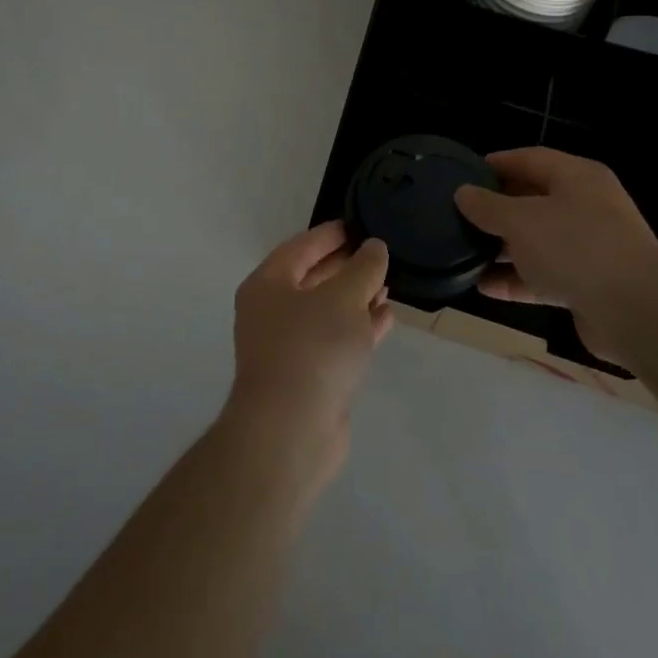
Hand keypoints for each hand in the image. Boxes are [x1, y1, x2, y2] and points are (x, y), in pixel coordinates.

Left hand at [224, 223, 392, 484]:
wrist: (291, 433)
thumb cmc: (312, 350)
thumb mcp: (343, 298)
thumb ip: (363, 268)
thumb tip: (374, 248)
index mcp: (268, 284)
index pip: (301, 246)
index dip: (331, 234)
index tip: (359, 223)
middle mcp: (272, 312)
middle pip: (313, 277)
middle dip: (347, 266)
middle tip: (380, 253)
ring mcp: (288, 346)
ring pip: (327, 311)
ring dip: (357, 298)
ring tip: (389, 284)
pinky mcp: (308, 376)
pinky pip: (336, 340)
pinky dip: (359, 327)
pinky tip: (386, 318)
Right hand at [453, 147, 657, 369]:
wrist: (638, 313)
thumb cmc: (575, 248)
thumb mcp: (521, 220)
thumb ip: (488, 206)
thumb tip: (463, 193)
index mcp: (577, 177)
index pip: (529, 159)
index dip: (495, 164)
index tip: (462, 175)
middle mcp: (586, 206)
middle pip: (532, 199)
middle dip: (496, 209)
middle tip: (459, 216)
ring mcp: (590, 246)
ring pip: (537, 240)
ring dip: (502, 248)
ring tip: (464, 253)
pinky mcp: (589, 283)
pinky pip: (545, 274)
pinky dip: (517, 279)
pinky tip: (484, 286)